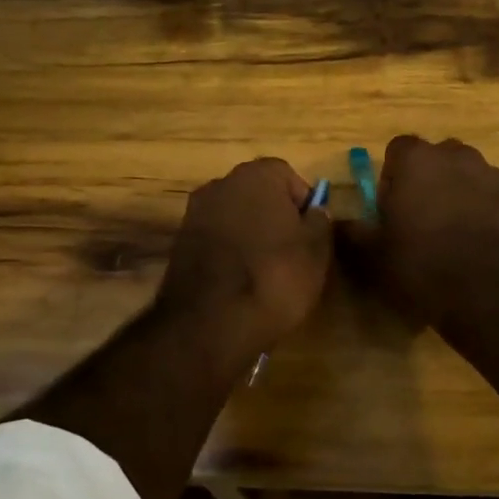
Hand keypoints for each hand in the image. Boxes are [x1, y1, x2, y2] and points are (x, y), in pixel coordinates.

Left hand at [157, 158, 332, 350]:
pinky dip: (229, 252)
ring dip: (250, 234)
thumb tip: (313, 211)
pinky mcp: (180, 242)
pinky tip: (239, 281)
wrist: (210, 323)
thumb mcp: (316, 251)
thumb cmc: (274, 277)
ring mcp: (195, 212)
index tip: (310, 234)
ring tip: (265, 272)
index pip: (288, 176)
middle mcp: (221, 184)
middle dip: (275, 217)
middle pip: (258, 194)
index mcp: (256, 175)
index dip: (303, 203)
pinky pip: (216, 238)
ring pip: (235, 216)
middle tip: (291, 253)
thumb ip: (319, 221)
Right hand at [340, 136, 498, 326]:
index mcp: (418, 161)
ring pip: (474, 179)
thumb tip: (336, 222)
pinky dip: (494, 219)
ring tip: (458, 239)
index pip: (399, 149)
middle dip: (431, 181)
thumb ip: (352, 233)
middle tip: (423, 220)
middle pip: (440, 159)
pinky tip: (488, 252)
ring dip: (464, 198)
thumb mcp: (373, 256)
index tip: (392, 206)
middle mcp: (460, 157)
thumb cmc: (422, 266)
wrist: (494, 295)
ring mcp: (498, 178)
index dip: (393, 175)